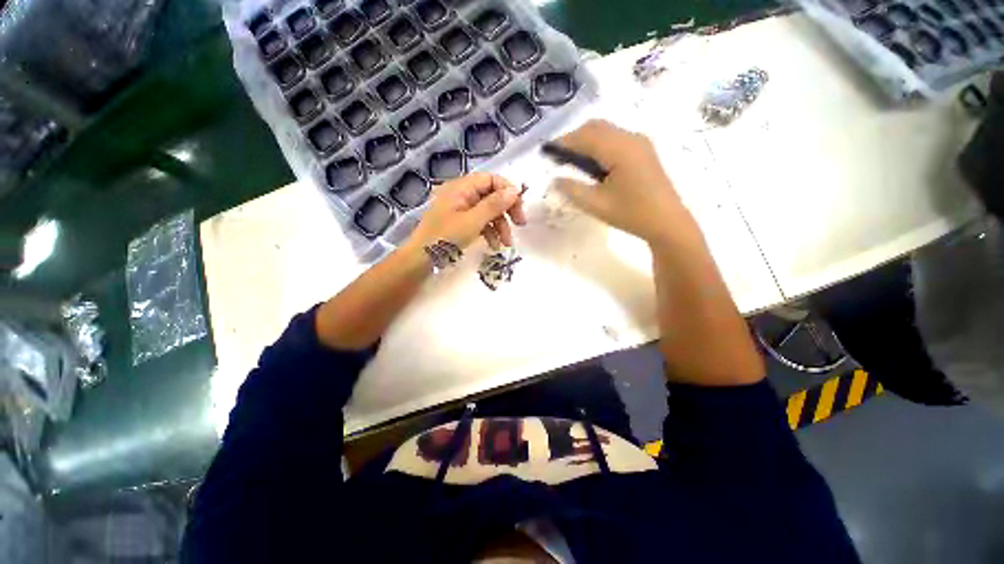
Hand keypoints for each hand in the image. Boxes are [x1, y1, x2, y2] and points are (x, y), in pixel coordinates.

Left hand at [405, 172, 526, 251]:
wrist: (421, 259)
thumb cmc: (445, 238)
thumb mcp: (473, 221)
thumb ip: (494, 205)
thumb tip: (515, 190)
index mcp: (461, 187)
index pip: (490, 179)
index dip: (507, 190)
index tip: (520, 207)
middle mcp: (461, 194)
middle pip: (491, 195)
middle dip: (506, 210)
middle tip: (520, 224)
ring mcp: (460, 209)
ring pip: (487, 211)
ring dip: (500, 225)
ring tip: (507, 243)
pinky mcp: (460, 223)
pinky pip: (480, 222)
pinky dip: (489, 232)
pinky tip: (494, 245)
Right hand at [552, 120, 695, 244]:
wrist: (667, 221)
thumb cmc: (631, 214)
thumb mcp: (595, 205)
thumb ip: (572, 189)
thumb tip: (555, 179)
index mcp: (619, 149)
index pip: (585, 136)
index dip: (563, 142)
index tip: (546, 151)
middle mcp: (630, 138)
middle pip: (595, 127)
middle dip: (573, 138)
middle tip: (557, 156)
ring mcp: (639, 142)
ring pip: (606, 131)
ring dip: (586, 140)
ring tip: (571, 160)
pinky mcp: (643, 150)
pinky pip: (615, 138)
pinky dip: (598, 144)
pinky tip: (592, 163)